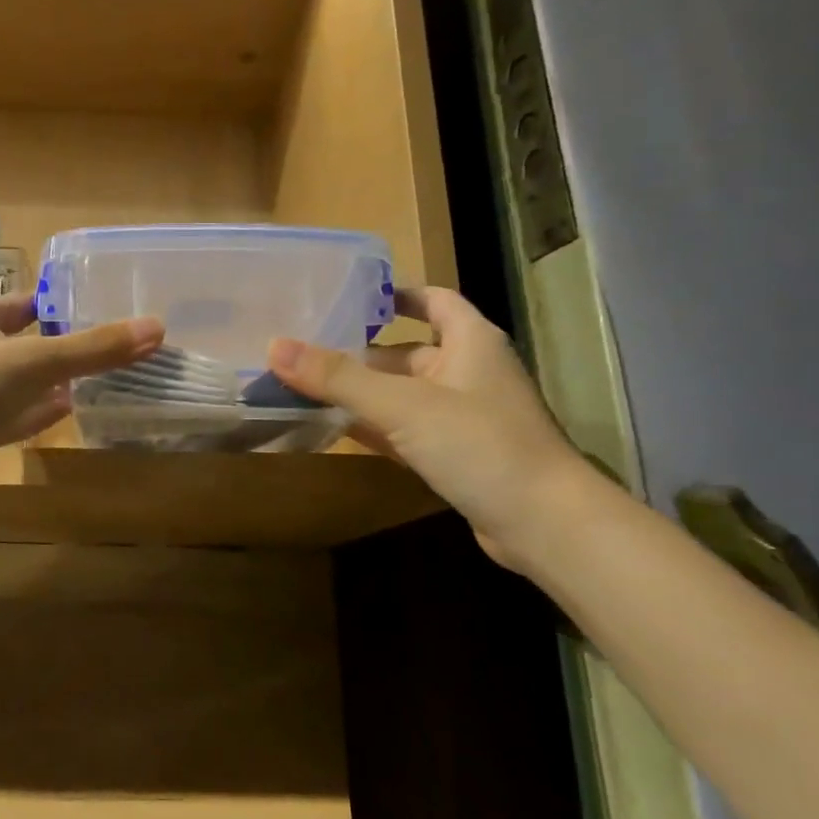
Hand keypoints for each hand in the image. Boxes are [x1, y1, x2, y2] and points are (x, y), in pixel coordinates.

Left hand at [0, 294, 163, 482]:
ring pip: (14, 382)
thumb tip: (158, 328)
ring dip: (49, 383)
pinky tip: (64, 414)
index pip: (26, 303)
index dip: (63, 306)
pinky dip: (34, 414)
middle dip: (61, 347)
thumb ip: (93, 348)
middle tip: (109, 350)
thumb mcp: (32, 361)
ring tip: (95, 381)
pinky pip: (6, 417)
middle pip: (22, 342)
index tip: (104, 312)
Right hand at [268, 287, 588, 567]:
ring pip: (404, 394)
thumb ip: (338, 377)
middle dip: (361, 351)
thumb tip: (274, 346)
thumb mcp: (403, 405)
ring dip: (363, 392)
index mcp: (470, 342)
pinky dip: (376, 427)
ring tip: (308, 385)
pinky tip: (336, 428)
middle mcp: (469, 372)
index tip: (350, 296)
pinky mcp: (457, 455)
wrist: (544, 525)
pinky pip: (407, 430)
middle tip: (307, 348)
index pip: (434, 301)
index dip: (397, 294)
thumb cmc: (480, 444)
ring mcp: (464, 417)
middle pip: (407, 351)